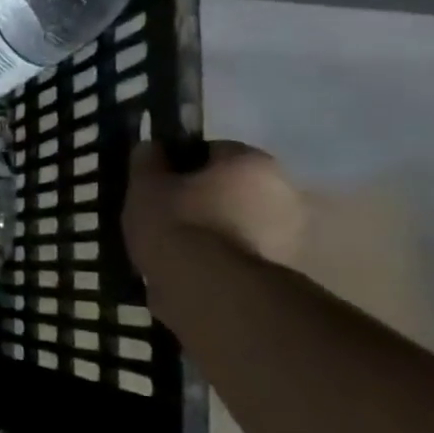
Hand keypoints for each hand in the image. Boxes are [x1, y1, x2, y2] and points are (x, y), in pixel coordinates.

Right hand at [123, 140, 305, 275]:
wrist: (207, 286)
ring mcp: (288, 230)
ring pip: (238, 219)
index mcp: (251, 161)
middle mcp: (282, 189)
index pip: (212, 150)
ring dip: (214, 227)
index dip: (180, 165)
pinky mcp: (282, 267)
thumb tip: (152, 146)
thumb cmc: (176, 223)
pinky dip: (221, 255)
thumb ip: (147, 161)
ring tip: (175, 246)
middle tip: (166, 214)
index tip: (158, 184)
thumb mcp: (145, 186)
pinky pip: (241, 250)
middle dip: (203, 196)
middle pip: (232, 186)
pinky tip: (192, 266)